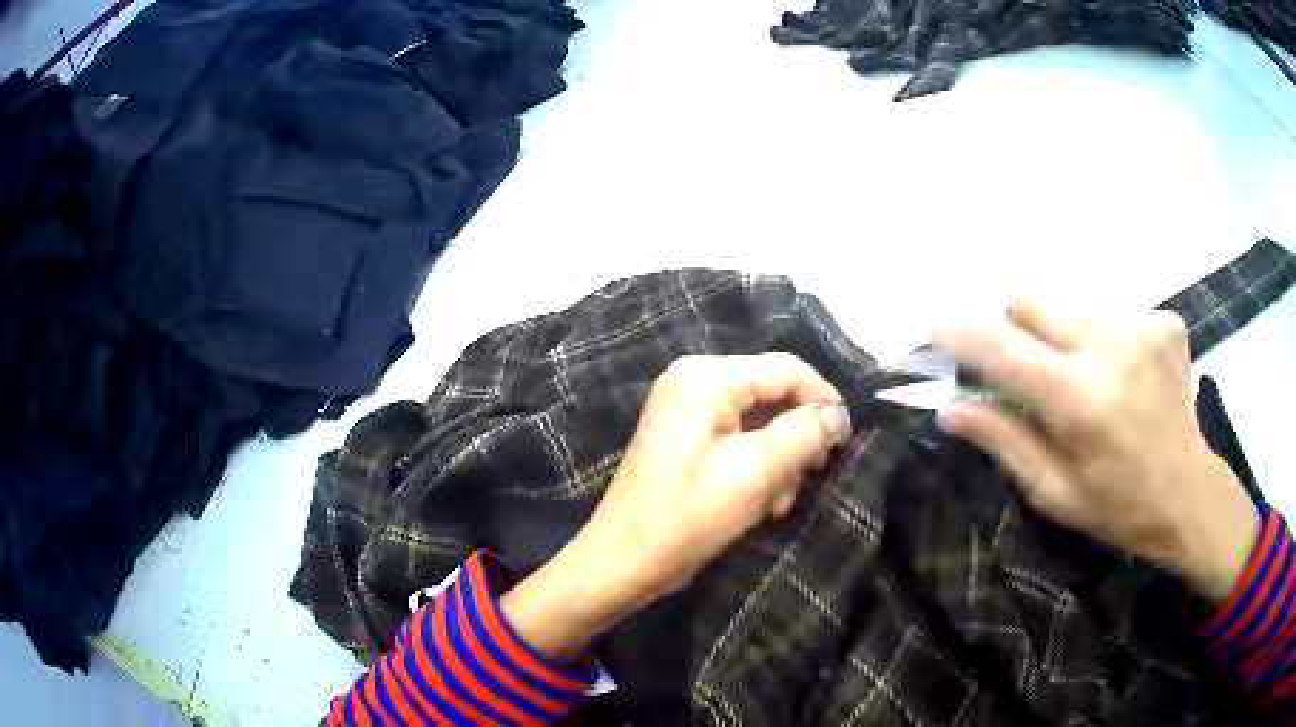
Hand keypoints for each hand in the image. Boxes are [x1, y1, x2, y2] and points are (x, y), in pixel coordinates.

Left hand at [502, 353, 850, 659]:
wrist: (624, 563)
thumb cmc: (687, 517)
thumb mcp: (755, 473)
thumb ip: (803, 434)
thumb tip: (838, 414)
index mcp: (705, 378)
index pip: (784, 369)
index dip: (823, 399)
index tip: (847, 439)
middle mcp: (694, 382)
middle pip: (772, 395)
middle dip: (795, 440)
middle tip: (806, 480)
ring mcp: (688, 411)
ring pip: (761, 423)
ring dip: (779, 462)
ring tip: (777, 503)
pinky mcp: (687, 439)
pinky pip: (740, 441)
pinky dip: (758, 469)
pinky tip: (762, 503)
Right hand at [933, 299, 1259, 603]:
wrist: (1189, 492)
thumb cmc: (1119, 507)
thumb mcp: (1055, 492)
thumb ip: (1005, 440)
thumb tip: (951, 407)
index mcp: (1084, 401)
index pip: (1007, 350)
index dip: (965, 335)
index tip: (935, 328)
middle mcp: (1113, 346)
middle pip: (1033, 302)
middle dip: (1017, 332)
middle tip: (1032, 376)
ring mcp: (1143, 324)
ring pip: (1069, 305)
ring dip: (1062, 337)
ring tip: (1086, 381)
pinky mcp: (1162, 318)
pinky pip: (1107, 310)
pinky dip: (1100, 337)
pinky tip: (1120, 374)